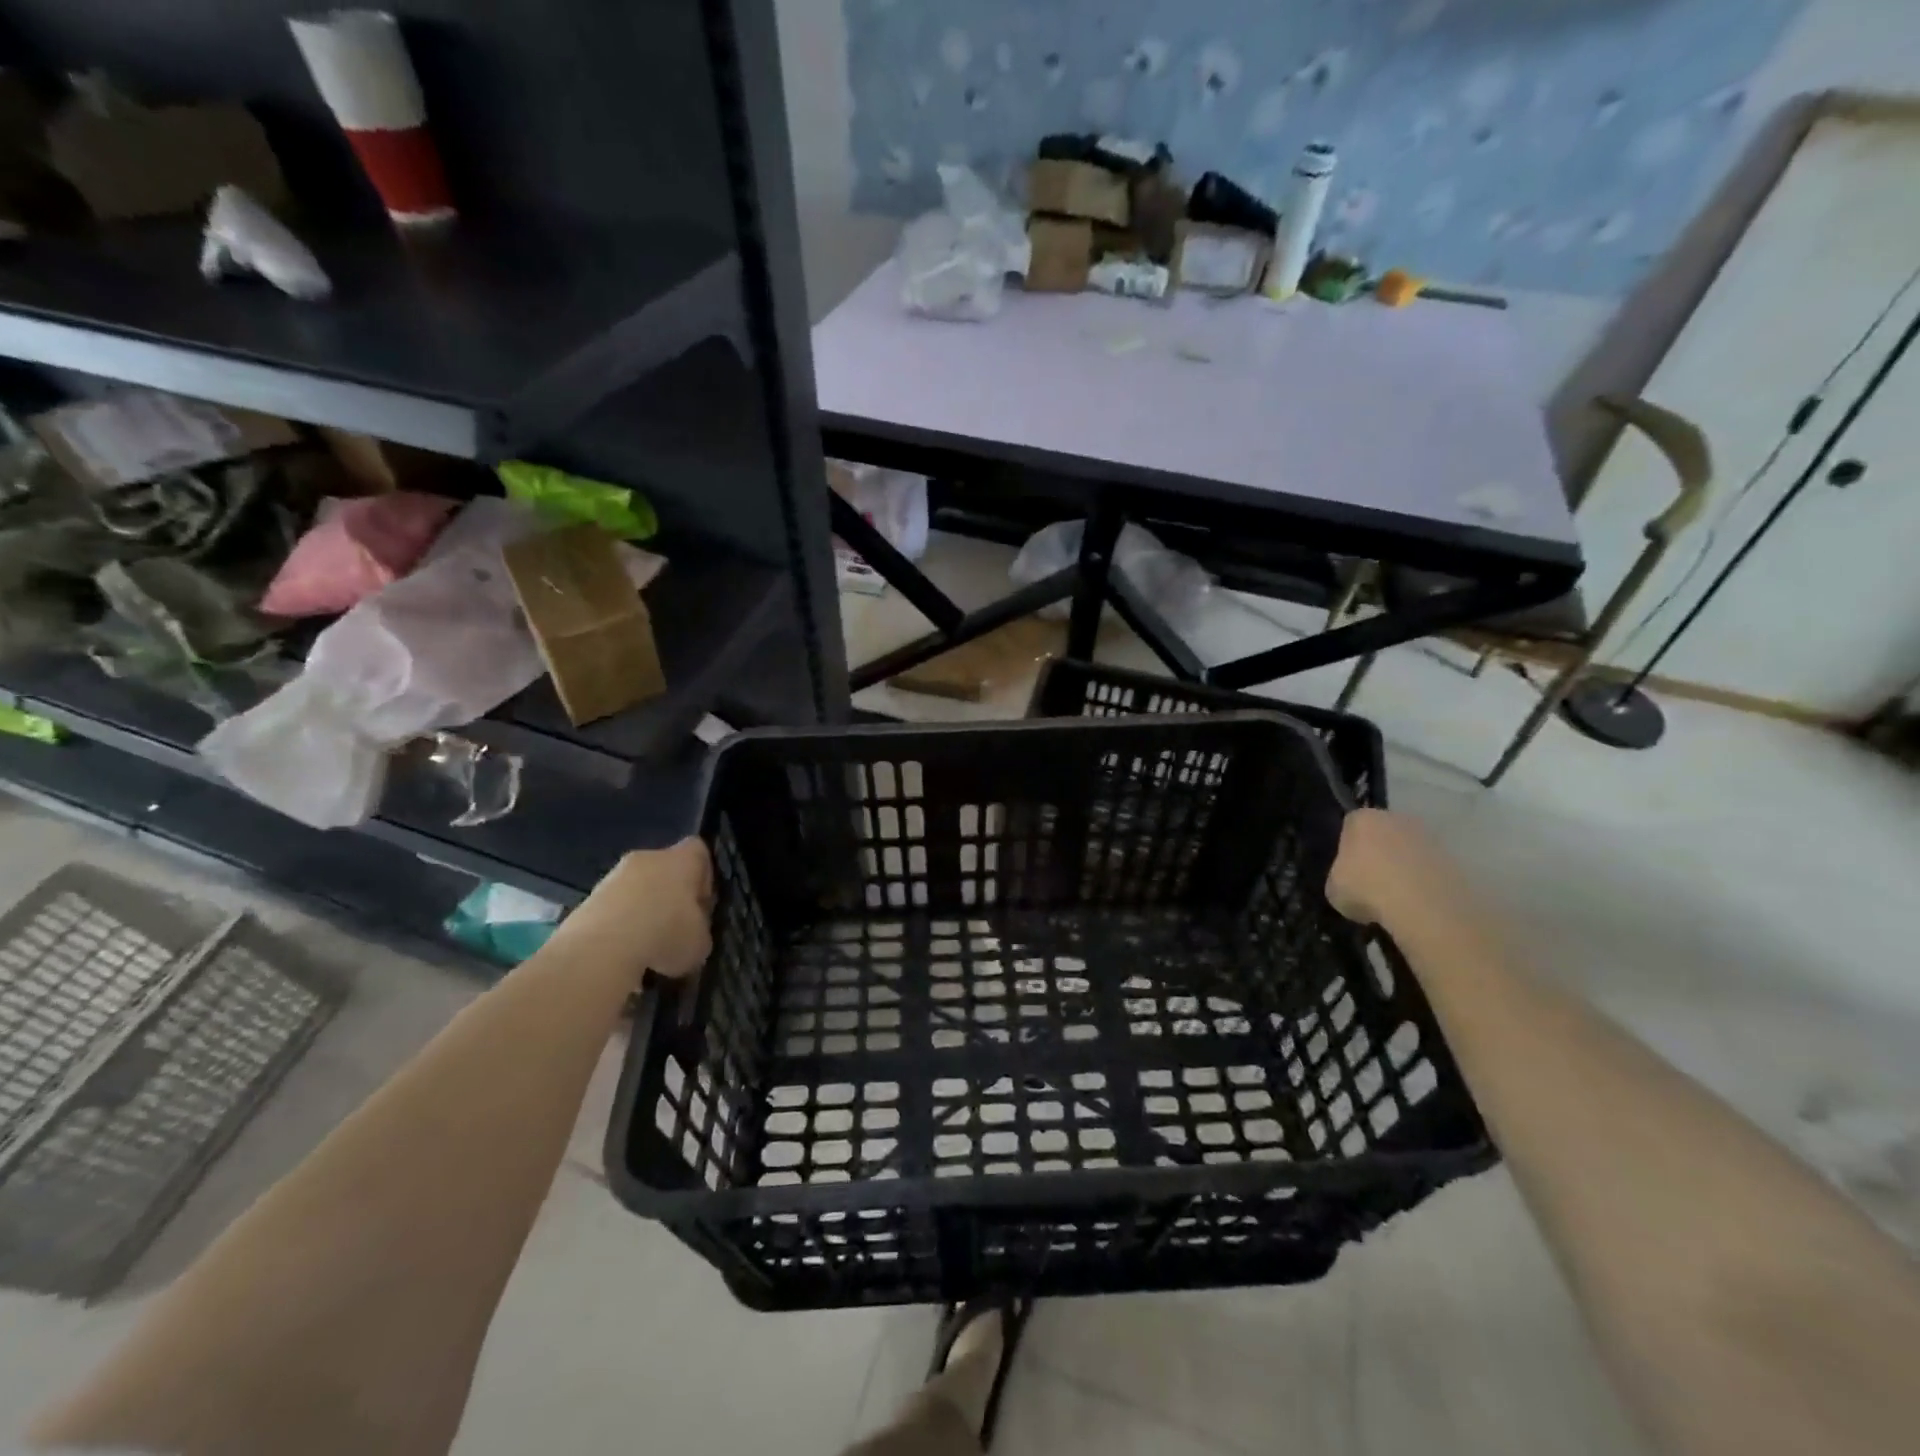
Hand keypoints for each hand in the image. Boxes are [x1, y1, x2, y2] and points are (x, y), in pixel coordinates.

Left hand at [562, 839, 713, 980]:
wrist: (600, 948)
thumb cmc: (665, 934)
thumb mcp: (701, 941)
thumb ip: (700, 929)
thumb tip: (692, 933)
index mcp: (682, 859)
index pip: (699, 850)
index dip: (704, 876)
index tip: (702, 905)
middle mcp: (648, 858)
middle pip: (665, 869)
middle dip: (670, 896)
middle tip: (675, 929)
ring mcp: (613, 876)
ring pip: (636, 889)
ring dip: (642, 913)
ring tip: (647, 948)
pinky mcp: (588, 899)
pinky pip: (613, 909)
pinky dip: (618, 927)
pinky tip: (623, 954)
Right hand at [1325, 809, 1455, 927]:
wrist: (1421, 904)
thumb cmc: (1366, 888)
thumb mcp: (1334, 888)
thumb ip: (1340, 878)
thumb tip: (1351, 884)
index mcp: (1362, 819)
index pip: (1350, 825)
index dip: (1348, 847)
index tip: (1348, 869)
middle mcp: (1395, 818)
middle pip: (1383, 832)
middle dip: (1379, 852)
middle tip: (1372, 881)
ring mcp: (1428, 836)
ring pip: (1409, 850)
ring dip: (1404, 867)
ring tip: (1397, 897)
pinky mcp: (1453, 858)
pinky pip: (1430, 868)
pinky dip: (1424, 882)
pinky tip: (1418, 903)